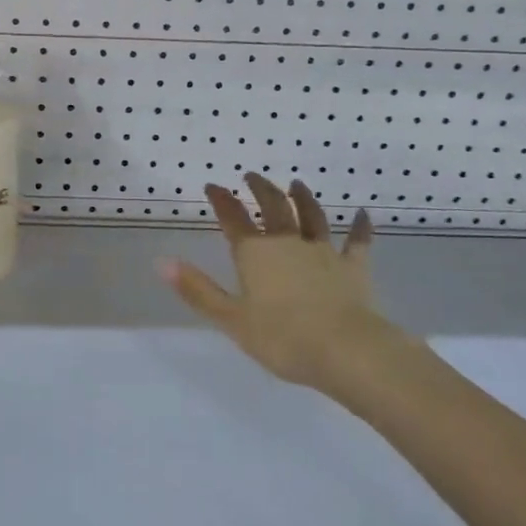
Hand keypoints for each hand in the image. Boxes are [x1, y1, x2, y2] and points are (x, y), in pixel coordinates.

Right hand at [160, 173, 386, 393]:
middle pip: (272, 207)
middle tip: (252, 175)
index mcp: (255, 253)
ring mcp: (323, 252)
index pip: (233, 219)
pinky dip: (360, 227)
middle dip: (260, 189)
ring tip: (296, 183)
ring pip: (312, 216)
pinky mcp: (353, 267)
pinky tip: (364, 214)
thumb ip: (197, 290)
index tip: (213, 185)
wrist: (345, 349)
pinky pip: (357, 242)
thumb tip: (162, 262)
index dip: (221, 200)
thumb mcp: (230, 318)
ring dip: (302, 198)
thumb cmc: (282, 337)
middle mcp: (287, 243)